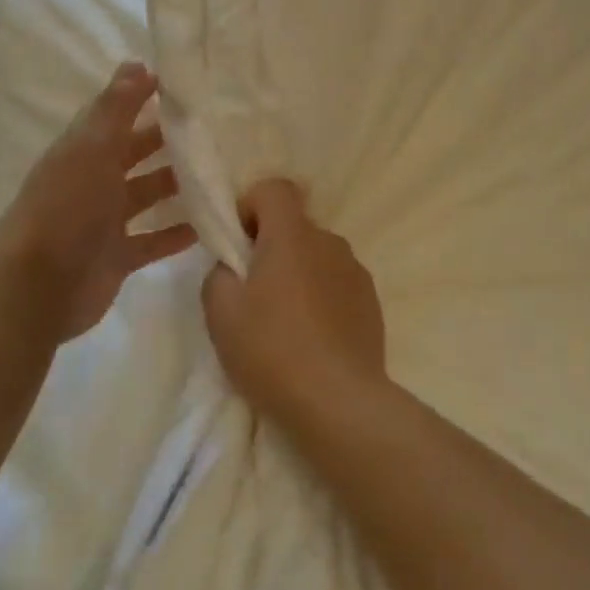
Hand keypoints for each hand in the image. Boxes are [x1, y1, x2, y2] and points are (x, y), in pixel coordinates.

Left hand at [0, 63, 195, 343]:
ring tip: (222, 172)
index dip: (146, 98)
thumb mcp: (92, 147)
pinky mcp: (118, 257)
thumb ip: (117, 107)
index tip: (188, 86)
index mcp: (85, 150)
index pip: (118, 115)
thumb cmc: (66, 206)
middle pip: (137, 153)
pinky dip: (177, 233)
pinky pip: (154, 240)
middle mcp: (95, 180)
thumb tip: (138, 62)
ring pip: (149, 195)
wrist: (36, 287)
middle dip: (170, 141)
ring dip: (179, 185)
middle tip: (217, 129)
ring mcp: (106, 221)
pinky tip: (209, 224)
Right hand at [201, 180, 386, 427]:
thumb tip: (233, 266)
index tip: (239, 244)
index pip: (275, 188)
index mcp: (293, 235)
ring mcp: (355, 270)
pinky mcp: (371, 300)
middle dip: (271, 246)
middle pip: (295, 225)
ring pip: (317, 256)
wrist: (339, 401)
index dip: (251, 205)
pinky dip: (321, 296)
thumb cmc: (272, 350)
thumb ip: (219, 274)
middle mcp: (329, 241)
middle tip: (253, 293)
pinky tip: (312, 338)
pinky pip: (337, 282)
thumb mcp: (221, 313)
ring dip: (298, 273)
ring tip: (284, 323)